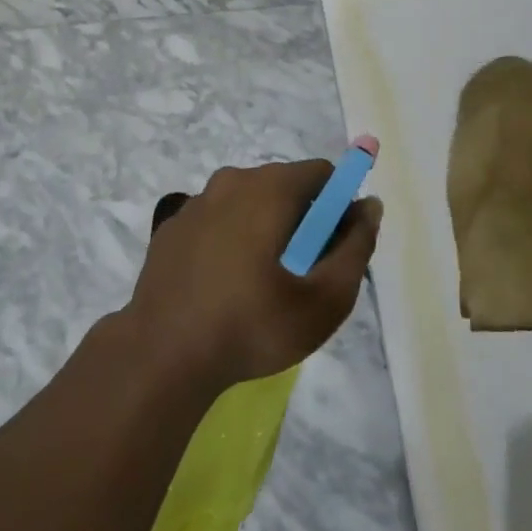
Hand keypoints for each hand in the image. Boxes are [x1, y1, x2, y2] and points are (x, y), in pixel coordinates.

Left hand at [125, 159, 380, 391]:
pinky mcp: (172, 228)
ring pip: (250, 204)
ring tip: (260, 288)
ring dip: (266, 231)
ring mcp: (196, 203)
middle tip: (301, 277)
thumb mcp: (325, 298)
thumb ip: (357, 246)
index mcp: (270, 186)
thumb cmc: (253, 324)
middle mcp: (232, 180)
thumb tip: (369, 206)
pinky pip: (218, 222)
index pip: (322, 174)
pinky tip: (224, 288)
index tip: (332, 252)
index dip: (338, 208)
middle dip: (303, 221)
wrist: (162, 356)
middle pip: (286, 187)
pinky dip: (231, 241)